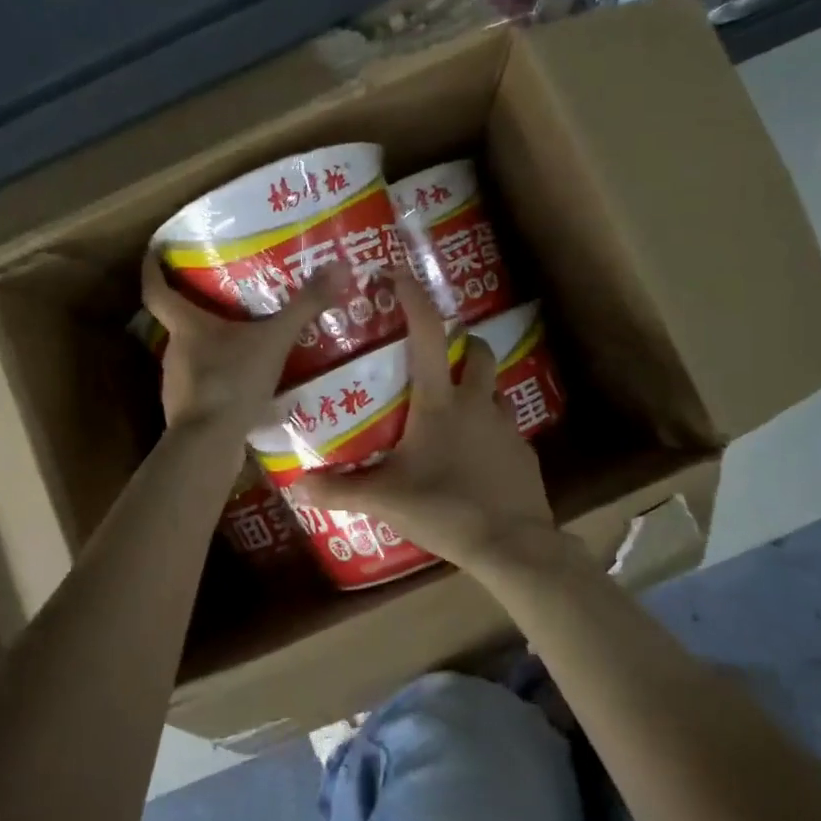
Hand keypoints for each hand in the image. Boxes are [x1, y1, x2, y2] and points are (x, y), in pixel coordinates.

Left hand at [141, 251, 347, 434]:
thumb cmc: (232, 382)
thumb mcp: (274, 341)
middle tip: (228, 296)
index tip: (156, 250)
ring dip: (214, 348)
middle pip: (179, 322)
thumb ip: (305, 307)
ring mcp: (178, 384)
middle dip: (199, 308)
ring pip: (194, 355)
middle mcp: (174, 351)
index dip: (153, 267)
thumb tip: (340, 267)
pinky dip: (223, 380)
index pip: (156, 289)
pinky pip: (206, 386)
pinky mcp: (190, 412)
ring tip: (246, 340)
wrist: (209, 445)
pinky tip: (249, 385)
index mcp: (186, 326)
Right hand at [300, 271, 557, 573]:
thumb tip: (296, 486)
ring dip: (475, 386)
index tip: (399, 275)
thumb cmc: (444, 509)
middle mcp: (476, 403)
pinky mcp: (523, 452)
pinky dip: (487, 429)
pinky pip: (504, 427)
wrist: (512, 545)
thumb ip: (340, 490)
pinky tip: (473, 456)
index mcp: (439, 403)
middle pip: (476, 351)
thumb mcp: (385, 500)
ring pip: (493, 388)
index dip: (414, 299)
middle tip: (437, 355)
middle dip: (460, 342)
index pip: (427, 334)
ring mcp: (505, 426)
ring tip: (452, 410)